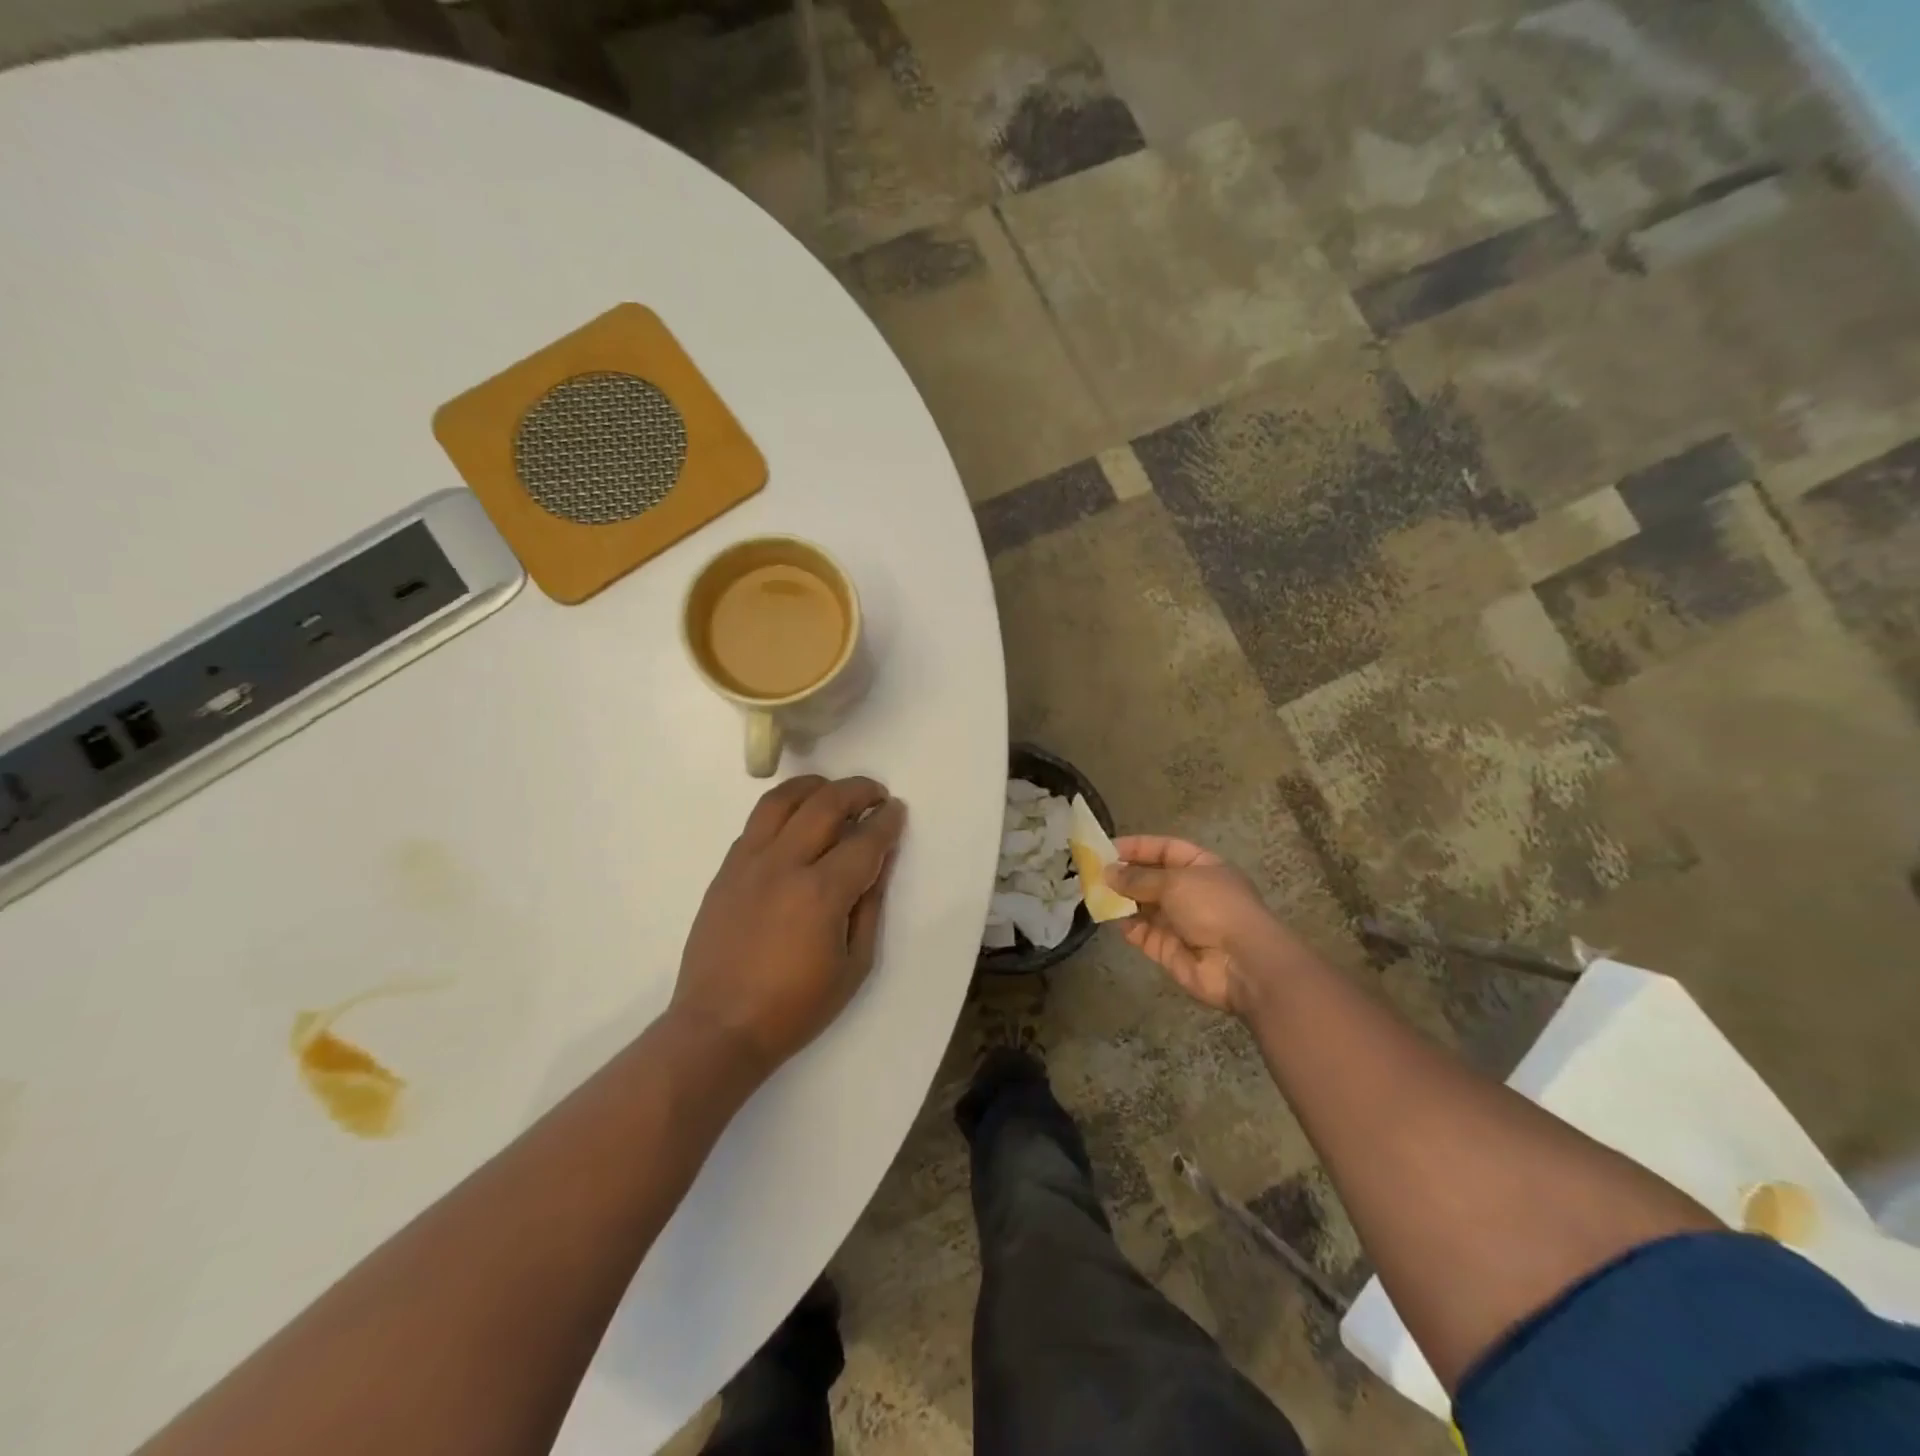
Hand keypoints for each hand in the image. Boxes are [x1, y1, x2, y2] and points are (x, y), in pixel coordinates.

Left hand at [672, 776, 905, 1080]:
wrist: (719, 1027)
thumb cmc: (795, 1006)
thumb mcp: (854, 965)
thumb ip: (869, 905)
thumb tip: (881, 861)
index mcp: (821, 892)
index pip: (864, 840)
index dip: (887, 821)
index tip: (897, 810)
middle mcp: (784, 864)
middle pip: (825, 804)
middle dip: (858, 791)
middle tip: (875, 795)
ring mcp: (748, 863)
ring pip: (782, 800)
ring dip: (814, 786)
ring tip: (833, 791)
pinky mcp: (725, 871)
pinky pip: (756, 823)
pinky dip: (783, 810)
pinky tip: (795, 821)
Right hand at [1106, 835, 1299, 1015]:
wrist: (1242, 964)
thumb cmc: (1213, 908)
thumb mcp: (1175, 882)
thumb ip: (1138, 878)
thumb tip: (1108, 872)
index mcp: (1202, 867)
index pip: (1165, 849)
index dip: (1137, 846)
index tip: (1107, 848)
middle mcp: (1192, 893)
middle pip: (1152, 879)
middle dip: (1125, 875)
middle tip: (1092, 872)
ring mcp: (1182, 923)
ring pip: (1145, 907)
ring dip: (1122, 900)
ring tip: (1094, 893)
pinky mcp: (1170, 950)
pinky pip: (1144, 934)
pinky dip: (1127, 926)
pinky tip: (1109, 917)